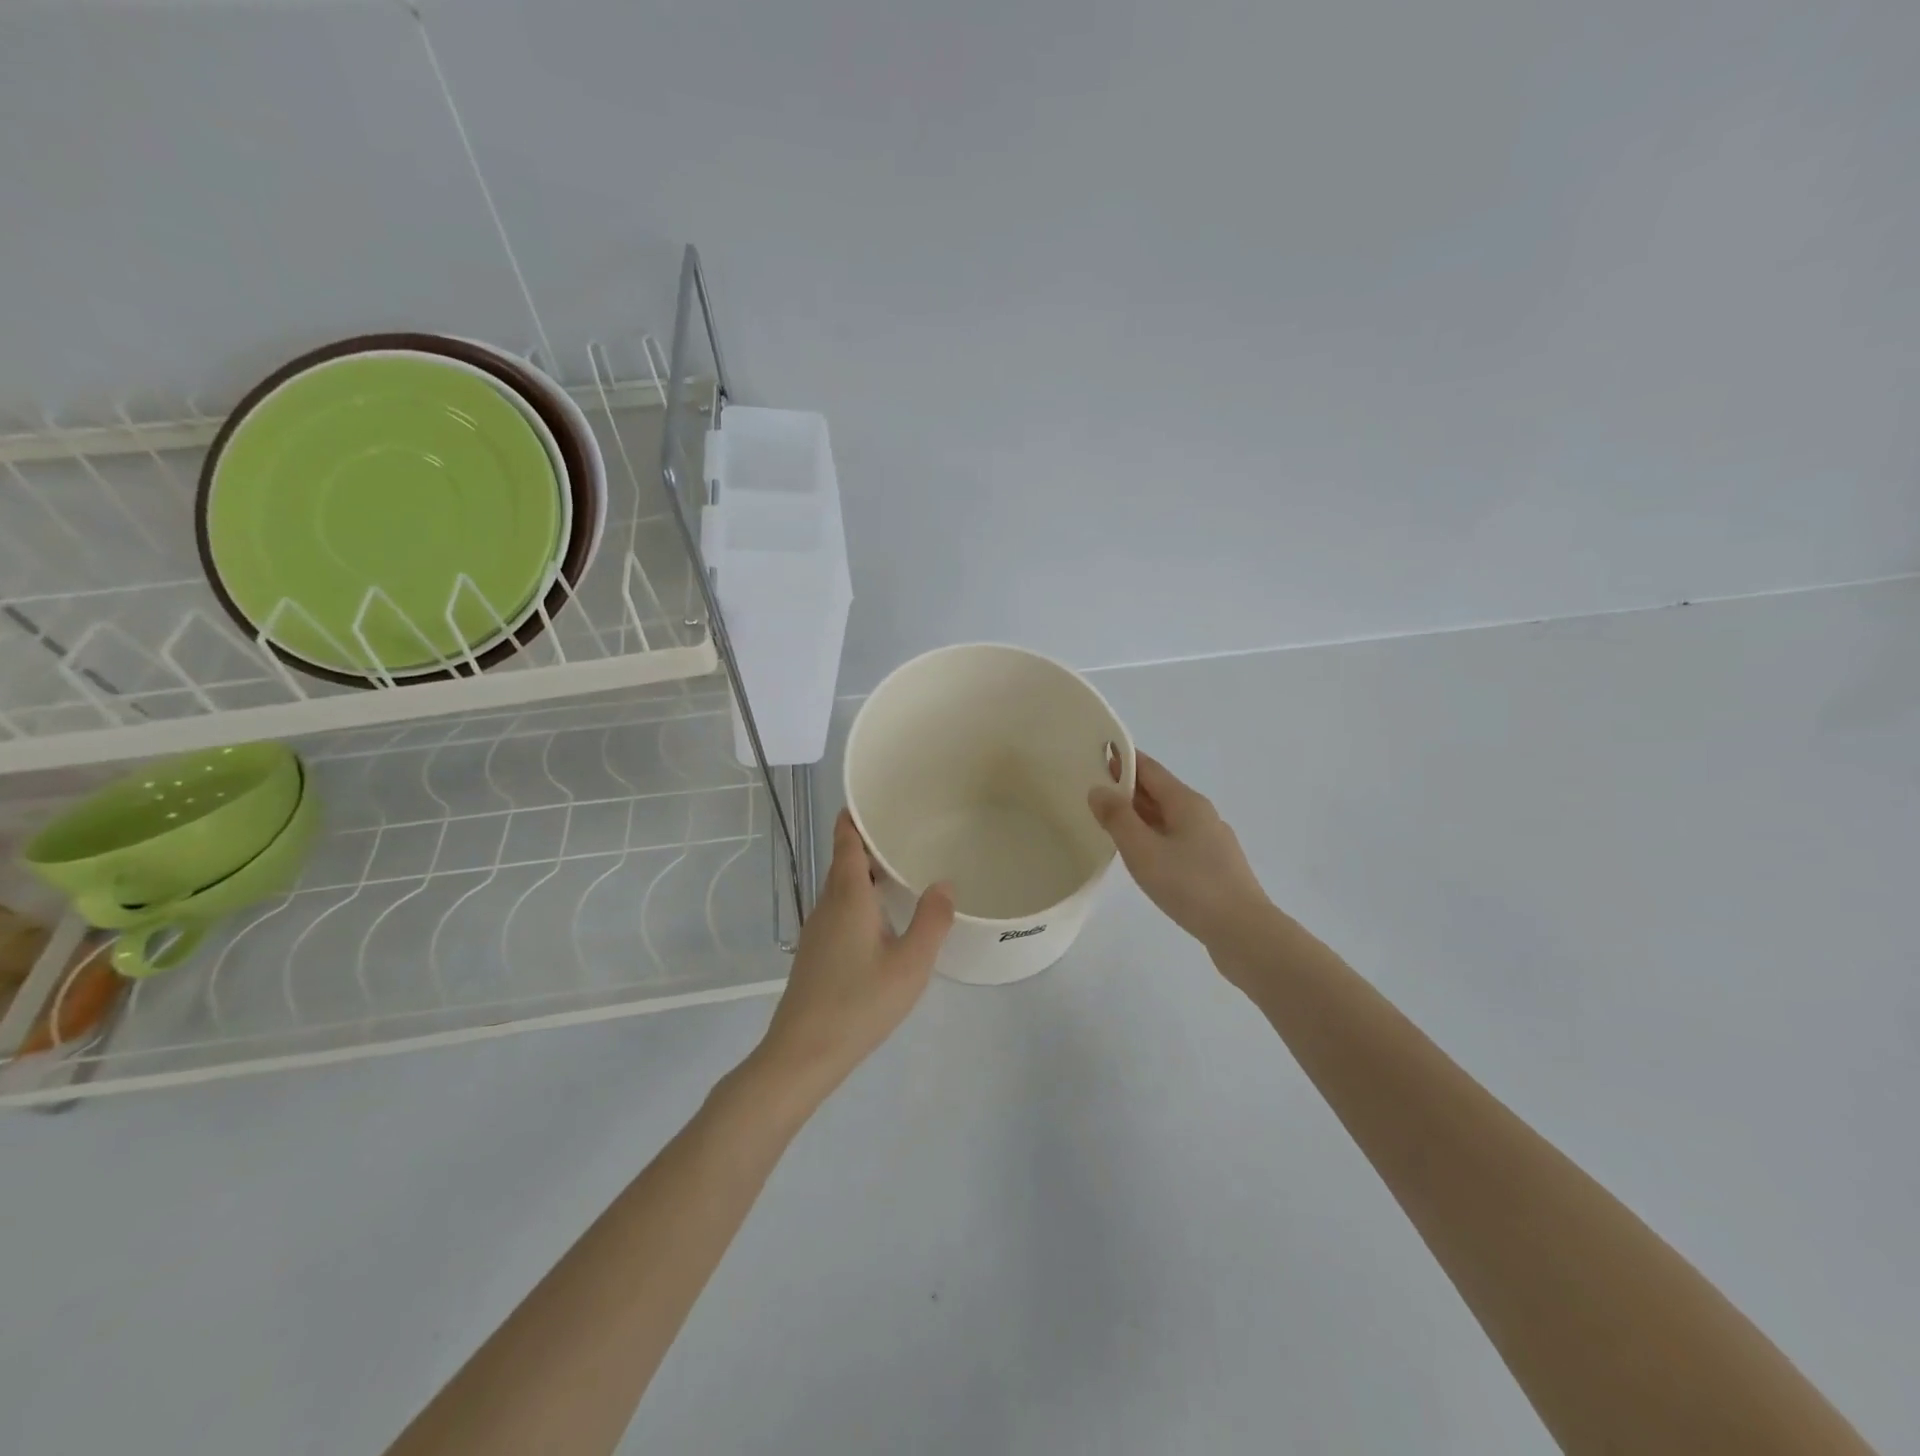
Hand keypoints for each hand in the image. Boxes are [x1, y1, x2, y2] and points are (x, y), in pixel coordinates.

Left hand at [749, 810, 953, 1109]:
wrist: (803, 1053)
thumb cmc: (859, 1003)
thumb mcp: (910, 963)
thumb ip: (932, 920)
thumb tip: (944, 884)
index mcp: (847, 895)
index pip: (845, 838)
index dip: (856, 815)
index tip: (878, 797)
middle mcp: (827, 904)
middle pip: (845, 860)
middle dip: (871, 843)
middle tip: (908, 832)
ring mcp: (818, 929)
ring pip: (843, 887)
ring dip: (868, 872)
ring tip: (904, 869)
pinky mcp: (817, 952)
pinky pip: (841, 908)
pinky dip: (862, 897)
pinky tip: (885, 917)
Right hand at [1089, 751, 1272, 948]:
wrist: (1243, 931)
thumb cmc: (1189, 885)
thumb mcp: (1142, 850)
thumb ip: (1117, 818)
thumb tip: (1098, 790)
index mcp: (1186, 802)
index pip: (1149, 769)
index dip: (1123, 759)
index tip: (1096, 753)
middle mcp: (1201, 814)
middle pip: (1159, 791)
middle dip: (1128, 787)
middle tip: (1093, 787)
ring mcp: (1211, 841)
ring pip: (1168, 817)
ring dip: (1139, 814)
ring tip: (1109, 820)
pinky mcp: (1213, 867)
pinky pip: (1176, 839)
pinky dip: (1153, 836)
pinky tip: (1141, 854)